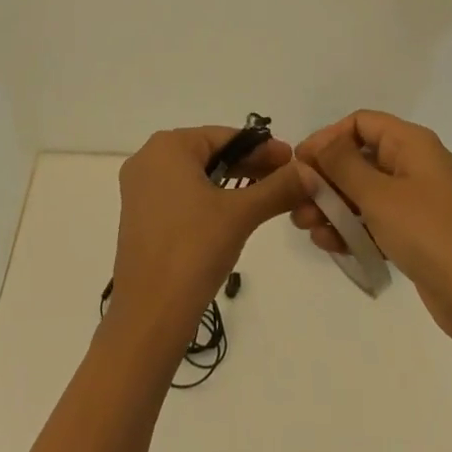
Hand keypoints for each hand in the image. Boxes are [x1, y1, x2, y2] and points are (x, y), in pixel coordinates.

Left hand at [107, 126, 315, 348]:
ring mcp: (140, 188)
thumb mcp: (241, 214)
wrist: (149, 314)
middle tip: (286, 179)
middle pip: (210, 153)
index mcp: (167, 146)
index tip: (293, 160)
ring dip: (232, 183)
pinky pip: (182, 194)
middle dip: (249, 166)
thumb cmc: (193, 250)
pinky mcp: (141, 216)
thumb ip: (277, 188)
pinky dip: (210, 198)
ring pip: (197, 175)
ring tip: (267, 196)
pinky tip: (235, 213)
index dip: (262, 148)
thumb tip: (311, 172)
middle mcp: (148, 158)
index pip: (225, 136)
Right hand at [292, 110, 451, 346]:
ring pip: (363, 192)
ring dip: (332, 206)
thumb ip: (340, 167)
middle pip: (358, 159)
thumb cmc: (429, 234)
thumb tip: (316, 146)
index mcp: (411, 144)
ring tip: (304, 226)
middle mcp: (414, 165)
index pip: (360, 124)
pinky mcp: (415, 233)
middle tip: (296, 200)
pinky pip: (375, 220)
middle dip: (325, 178)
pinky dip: (351, 228)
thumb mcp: (378, 196)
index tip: (300, 163)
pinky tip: (327, 244)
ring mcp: (416, 200)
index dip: (327, 138)